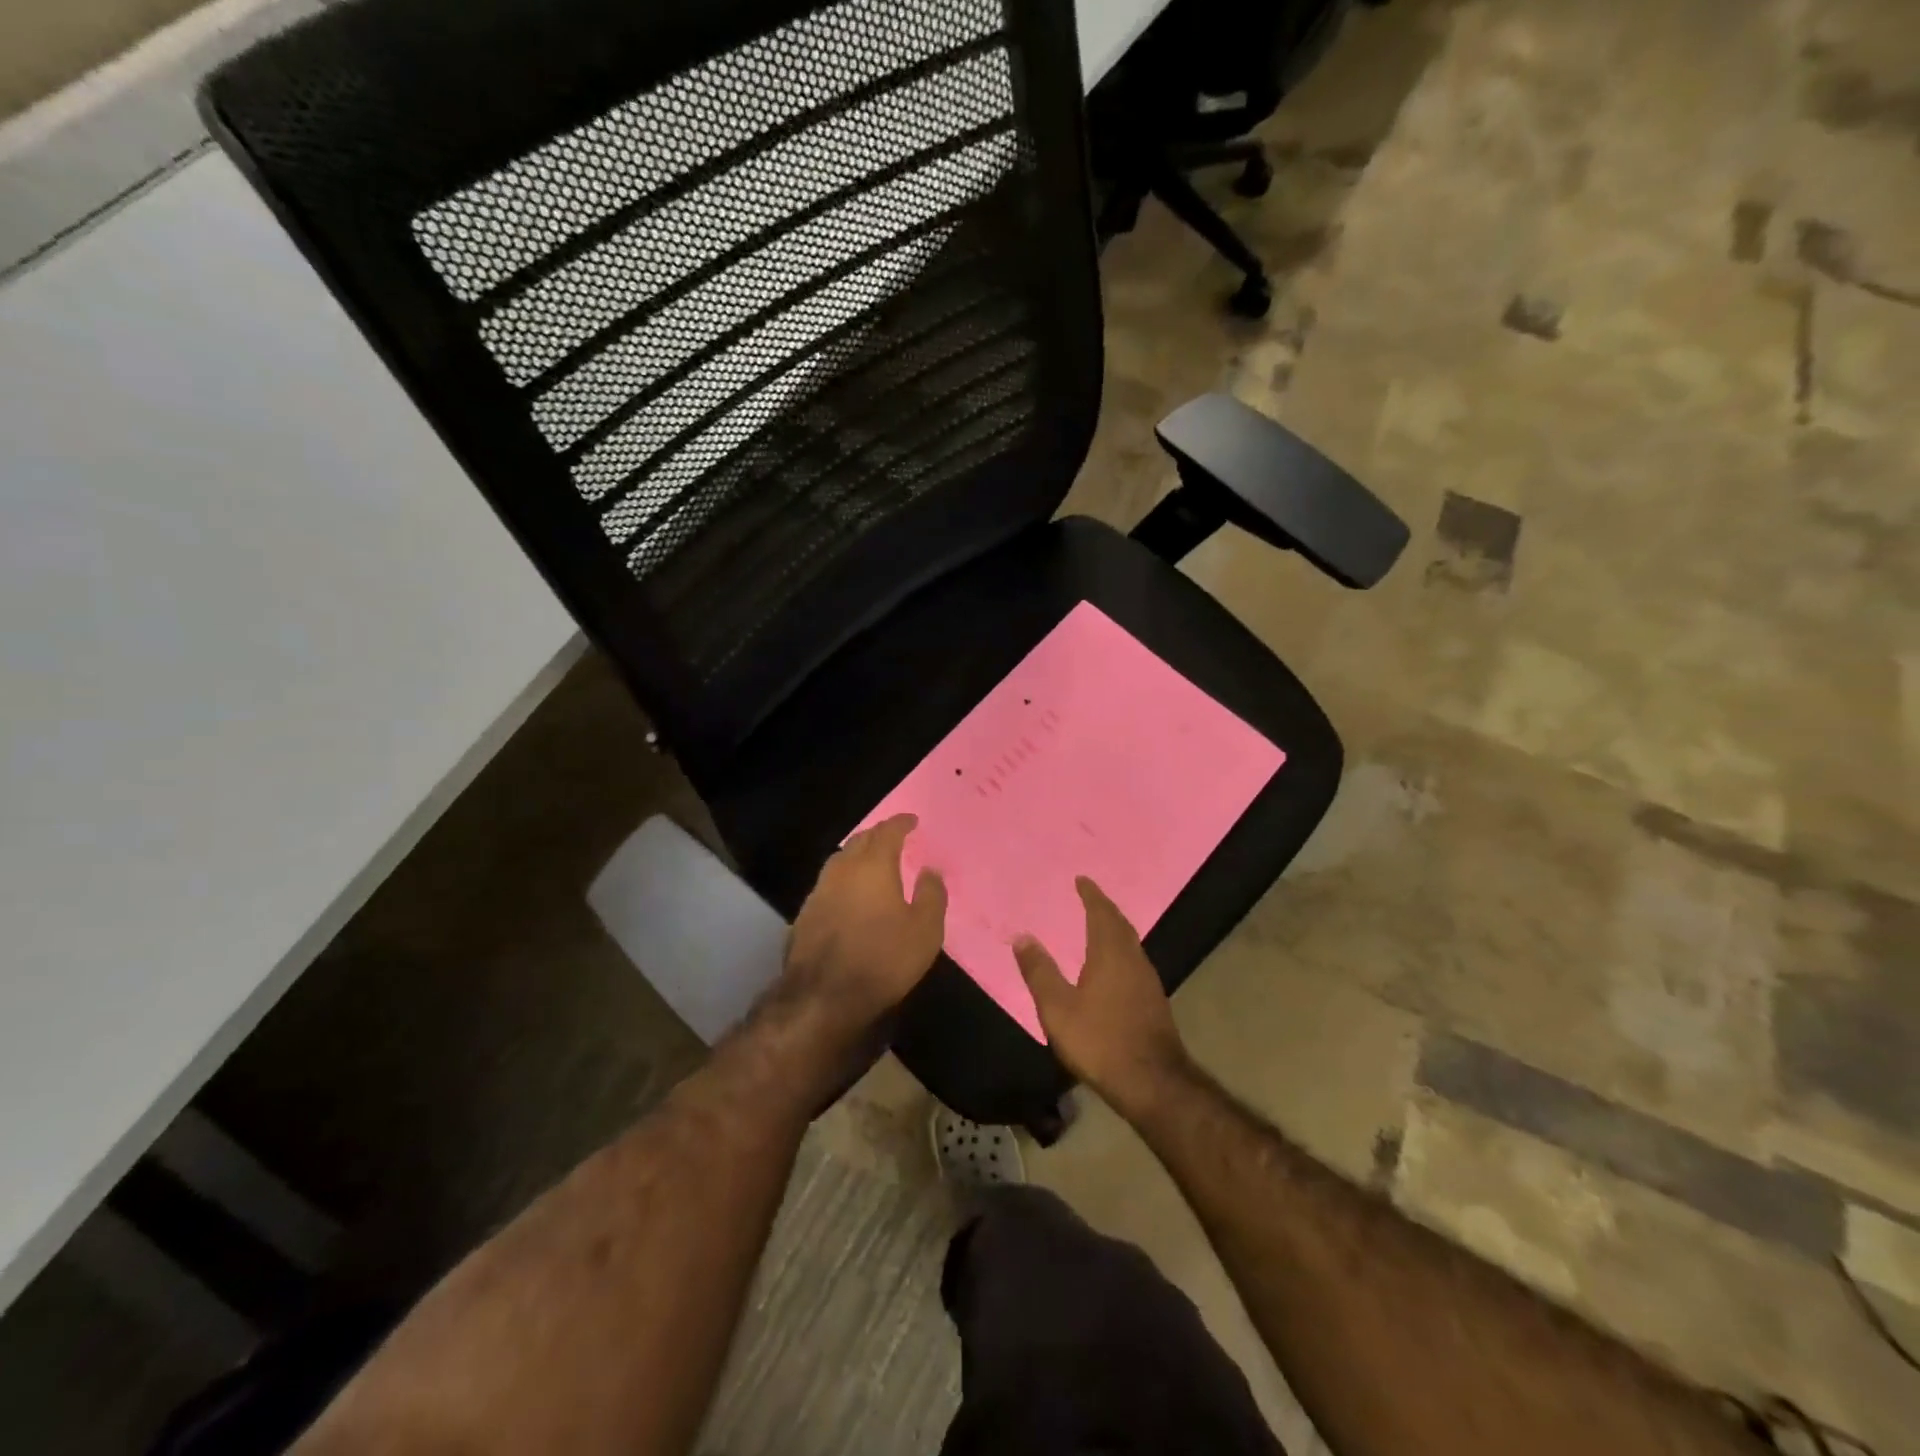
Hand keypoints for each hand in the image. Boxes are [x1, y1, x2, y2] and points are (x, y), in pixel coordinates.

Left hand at [782, 815, 947, 1034]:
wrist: (823, 997)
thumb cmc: (883, 959)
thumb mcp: (925, 930)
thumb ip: (931, 894)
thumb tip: (930, 870)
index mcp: (873, 866)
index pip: (887, 832)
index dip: (900, 823)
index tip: (911, 820)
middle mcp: (842, 870)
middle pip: (859, 841)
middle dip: (877, 835)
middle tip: (892, 838)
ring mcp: (818, 892)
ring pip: (839, 861)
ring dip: (856, 856)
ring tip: (870, 863)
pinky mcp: (803, 915)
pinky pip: (827, 885)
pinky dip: (842, 881)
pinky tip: (848, 896)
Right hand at [1013, 878, 1190, 1115]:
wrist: (1152, 1082)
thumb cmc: (1100, 1040)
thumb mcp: (1058, 1008)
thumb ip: (1040, 971)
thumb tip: (1022, 936)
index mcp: (1110, 953)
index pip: (1101, 913)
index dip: (1091, 895)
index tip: (1082, 880)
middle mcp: (1133, 959)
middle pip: (1120, 924)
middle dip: (1104, 908)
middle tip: (1090, 897)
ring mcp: (1148, 981)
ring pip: (1131, 943)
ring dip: (1115, 929)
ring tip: (1099, 926)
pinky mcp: (1154, 1001)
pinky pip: (1135, 960)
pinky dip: (1121, 950)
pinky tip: (1114, 966)